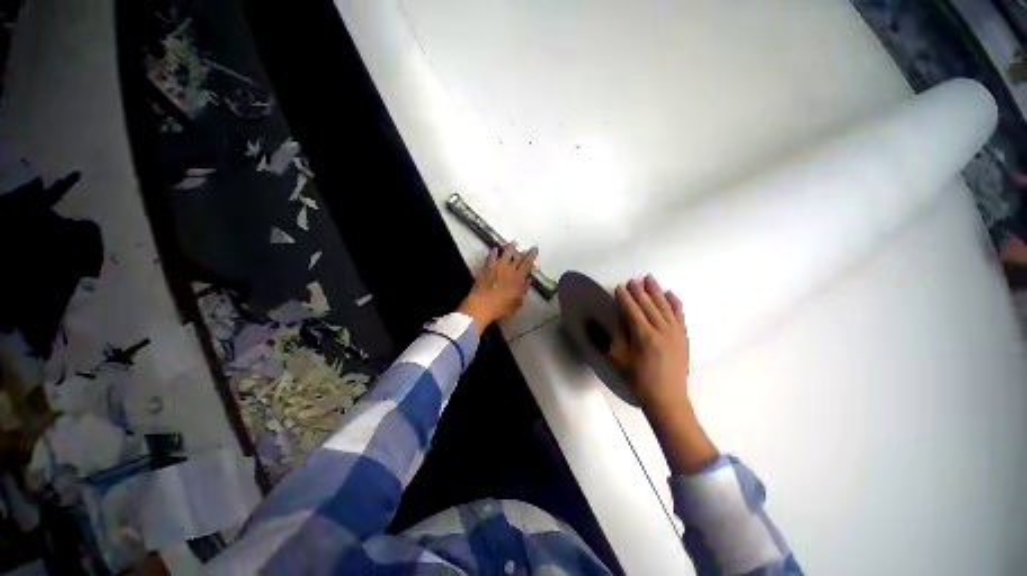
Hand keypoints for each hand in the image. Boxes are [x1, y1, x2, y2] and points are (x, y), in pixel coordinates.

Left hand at [458, 244, 537, 332]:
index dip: (532, 255)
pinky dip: (494, 252)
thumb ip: (524, 290)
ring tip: (513, 243)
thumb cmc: (502, 307)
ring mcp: (497, 266)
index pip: (527, 263)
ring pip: (505, 253)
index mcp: (519, 278)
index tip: (534, 248)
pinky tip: (494, 249)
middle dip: (522, 251)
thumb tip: (529, 279)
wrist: (482, 304)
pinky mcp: (487, 267)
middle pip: (517, 257)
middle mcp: (509, 269)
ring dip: (510, 247)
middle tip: (524, 247)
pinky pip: (491, 256)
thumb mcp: (517, 302)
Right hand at [613, 275, 689, 405]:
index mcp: (643, 336)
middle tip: (632, 280)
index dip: (625, 297)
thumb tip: (601, 323)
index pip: (632, 310)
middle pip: (648, 305)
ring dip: (656, 291)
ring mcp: (675, 333)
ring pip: (664, 306)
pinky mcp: (683, 337)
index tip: (619, 287)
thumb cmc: (638, 381)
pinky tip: (670, 294)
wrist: (667, 398)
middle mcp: (660, 330)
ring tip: (649, 278)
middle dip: (639, 291)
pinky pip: (680, 315)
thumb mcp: (619, 361)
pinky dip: (675, 303)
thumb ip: (612, 339)